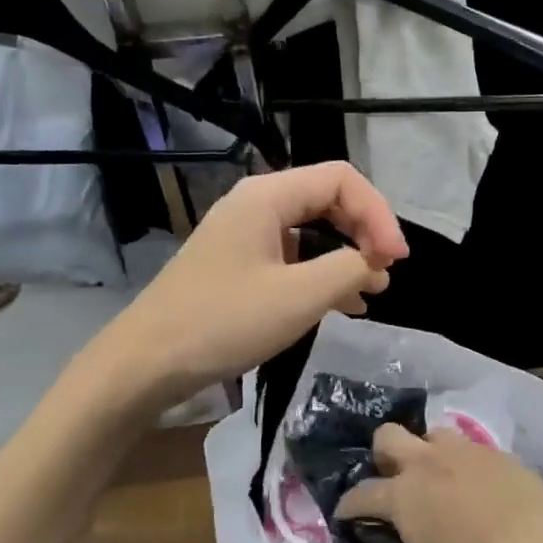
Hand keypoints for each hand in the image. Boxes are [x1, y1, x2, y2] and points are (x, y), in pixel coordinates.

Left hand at [103, 163, 407, 406]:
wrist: (146, 362)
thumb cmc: (223, 322)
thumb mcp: (298, 297)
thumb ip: (349, 270)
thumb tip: (374, 263)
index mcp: (268, 196)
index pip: (342, 180)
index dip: (378, 214)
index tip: (395, 260)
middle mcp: (256, 203)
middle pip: (328, 199)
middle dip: (365, 231)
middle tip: (387, 272)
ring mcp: (244, 233)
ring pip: (311, 229)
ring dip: (347, 254)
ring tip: (373, 291)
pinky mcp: (238, 263)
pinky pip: (292, 255)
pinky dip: (321, 273)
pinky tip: (341, 304)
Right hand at [335, 426, 542, 542]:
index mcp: (403, 495)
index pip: (362, 494)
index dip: (349, 503)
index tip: (344, 512)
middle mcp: (427, 463)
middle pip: (389, 436)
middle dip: (382, 453)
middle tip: (390, 477)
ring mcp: (464, 452)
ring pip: (432, 433)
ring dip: (427, 450)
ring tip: (435, 476)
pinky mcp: (497, 452)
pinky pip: (471, 447)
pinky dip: (466, 462)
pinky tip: (477, 485)